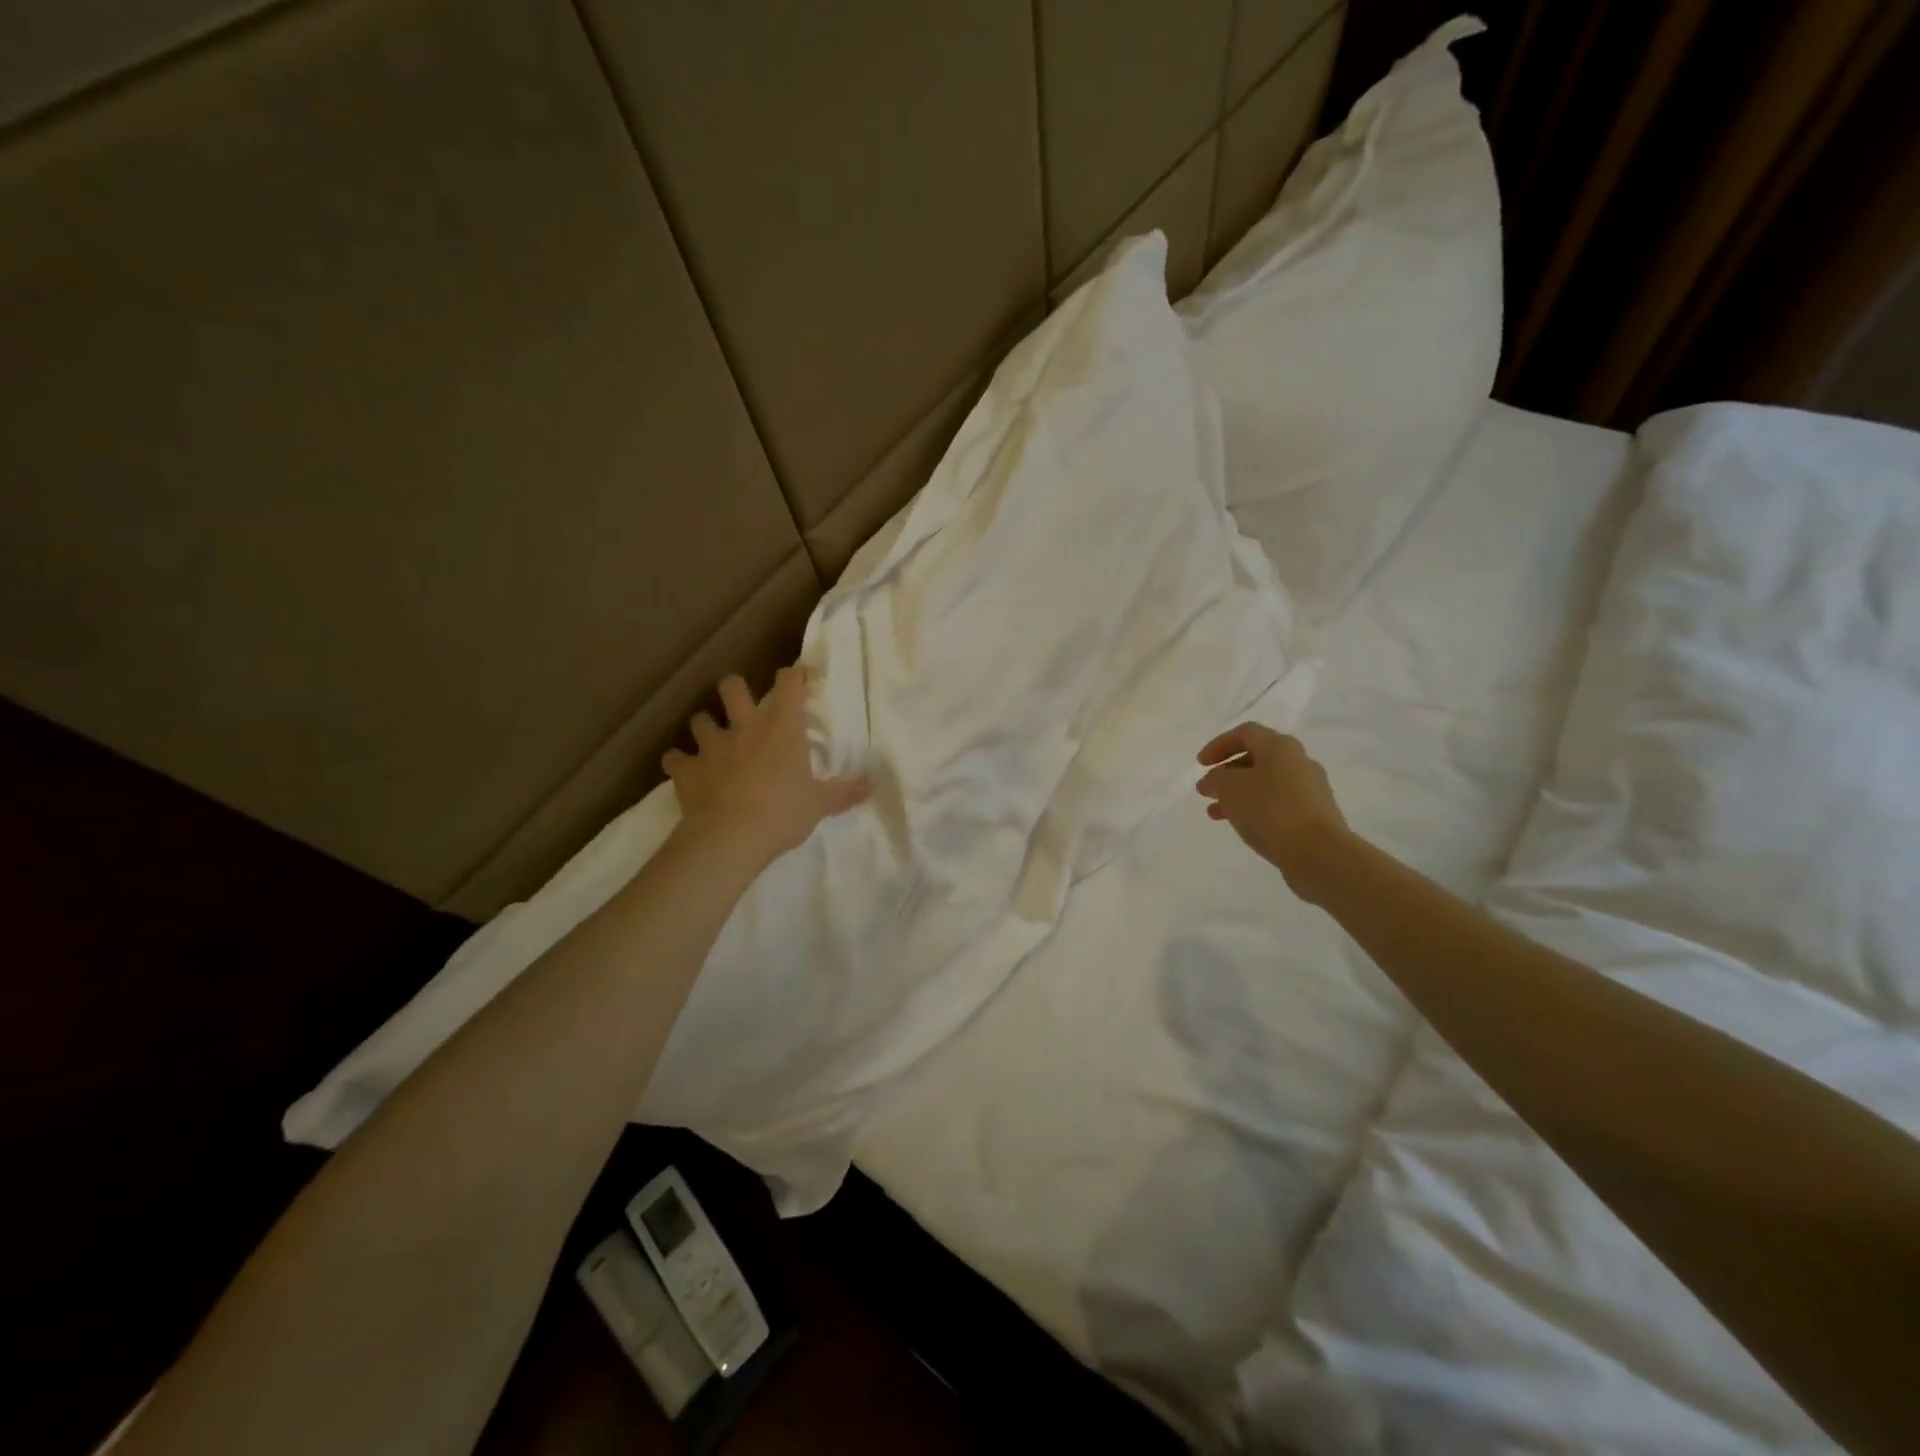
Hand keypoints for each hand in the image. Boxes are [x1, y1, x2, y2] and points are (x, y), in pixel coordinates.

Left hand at [663, 666, 869, 867]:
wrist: (730, 837)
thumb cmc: (783, 813)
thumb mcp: (820, 804)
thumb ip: (845, 791)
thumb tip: (873, 784)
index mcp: (782, 729)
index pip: (788, 684)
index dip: (792, 676)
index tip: (796, 678)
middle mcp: (744, 728)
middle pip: (732, 688)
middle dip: (735, 690)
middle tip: (742, 705)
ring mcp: (711, 747)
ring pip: (699, 720)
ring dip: (705, 726)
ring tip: (712, 740)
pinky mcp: (686, 770)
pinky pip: (674, 758)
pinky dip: (678, 762)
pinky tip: (684, 770)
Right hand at [1196, 723, 1351, 901]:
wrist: (1318, 852)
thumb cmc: (1270, 810)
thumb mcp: (1230, 789)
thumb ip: (1215, 779)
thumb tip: (1212, 780)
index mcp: (1280, 747)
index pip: (1245, 733)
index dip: (1219, 745)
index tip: (1200, 765)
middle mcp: (1299, 761)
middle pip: (1257, 758)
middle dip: (1228, 773)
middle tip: (1208, 789)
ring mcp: (1310, 789)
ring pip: (1266, 784)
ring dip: (1238, 794)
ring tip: (1216, 813)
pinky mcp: (1315, 815)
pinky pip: (1279, 804)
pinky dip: (1256, 809)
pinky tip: (1243, 826)